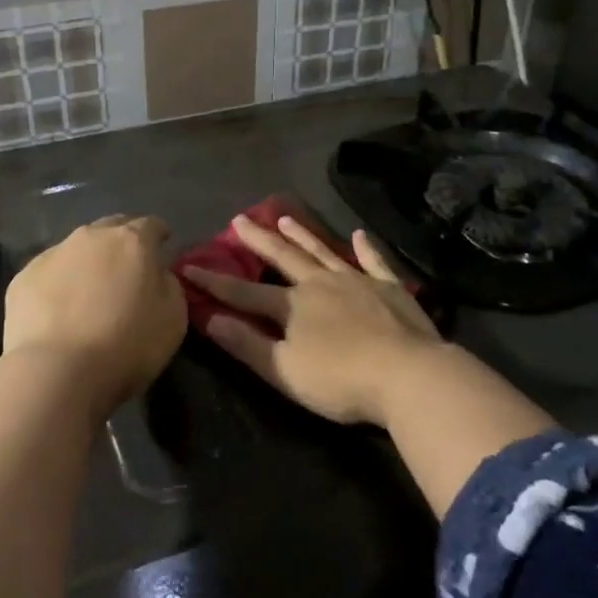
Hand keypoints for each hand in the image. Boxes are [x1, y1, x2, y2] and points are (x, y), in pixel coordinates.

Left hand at [4, 215, 186, 415]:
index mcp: (132, 241)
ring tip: (90, 291)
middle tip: (128, 268)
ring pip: (77, 249)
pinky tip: (59, 310)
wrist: (57, 372)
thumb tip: (157, 274)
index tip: (163, 247)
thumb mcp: (173, 318)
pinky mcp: (23, 278)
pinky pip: (50, 273)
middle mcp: (91, 237)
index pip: (151, 225)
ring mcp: (53, 254)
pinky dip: (59, 284)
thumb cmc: (126, 345)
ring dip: (88, 262)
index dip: (159, 235)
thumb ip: (168, 285)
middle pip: (111, 228)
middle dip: (122, 242)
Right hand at [183, 214, 442, 425]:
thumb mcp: (284, 370)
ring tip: (285, 217)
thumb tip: (209, 318)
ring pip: (323, 252)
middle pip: (283, 257)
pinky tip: (360, 235)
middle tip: (239, 219)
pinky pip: (374, 262)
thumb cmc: (340, 380)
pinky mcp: (390, 288)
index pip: (244, 291)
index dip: (215, 282)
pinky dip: (366, 248)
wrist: (408, 375)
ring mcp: (357, 281)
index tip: (189, 267)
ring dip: (303, 235)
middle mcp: (320, 283)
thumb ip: (246, 344)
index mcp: (292, 306)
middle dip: (258, 240)